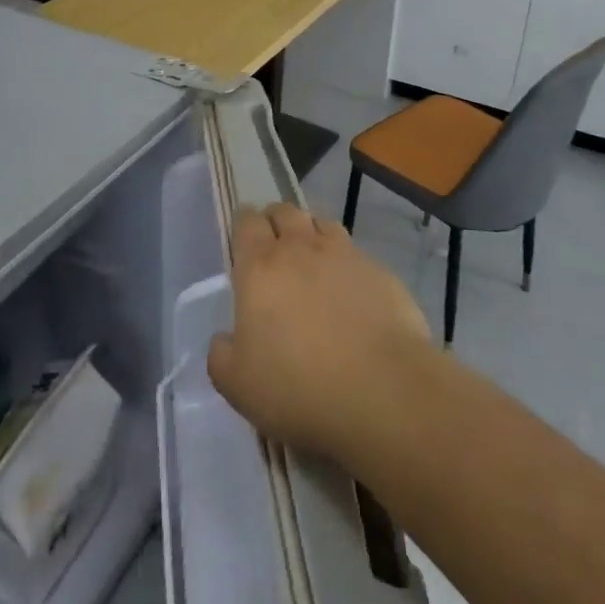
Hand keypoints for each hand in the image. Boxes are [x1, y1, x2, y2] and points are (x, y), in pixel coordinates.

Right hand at [207, 203, 432, 463]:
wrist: (383, 391)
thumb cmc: (299, 388)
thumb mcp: (238, 386)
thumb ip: (221, 356)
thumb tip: (225, 339)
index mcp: (260, 267)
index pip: (247, 222)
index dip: (244, 222)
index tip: (244, 234)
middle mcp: (302, 248)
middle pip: (285, 212)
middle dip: (276, 220)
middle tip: (274, 244)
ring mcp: (345, 255)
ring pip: (322, 224)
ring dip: (312, 233)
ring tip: (312, 259)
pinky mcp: (380, 271)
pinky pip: (356, 254)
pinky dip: (346, 263)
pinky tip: (350, 290)